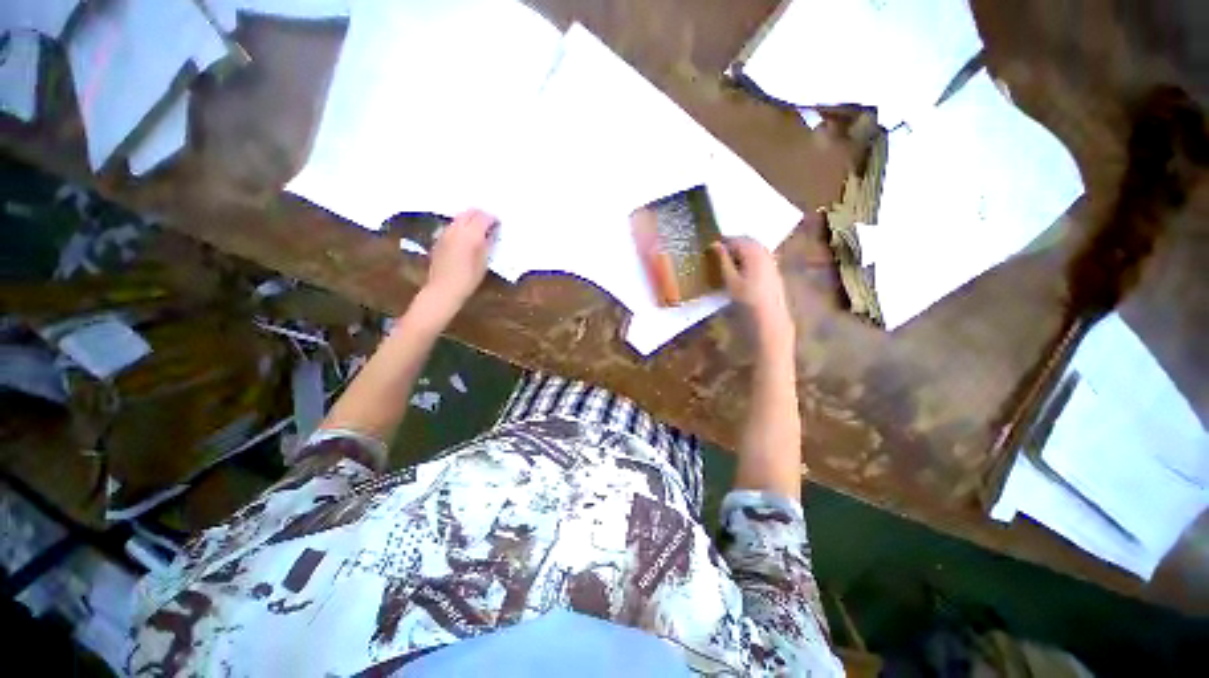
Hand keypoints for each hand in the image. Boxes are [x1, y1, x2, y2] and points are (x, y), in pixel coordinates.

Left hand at [423, 208, 497, 311]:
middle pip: (469, 212)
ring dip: (470, 219)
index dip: (492, 219)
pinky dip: (461, 226)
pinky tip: (465, 237)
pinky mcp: (439, 238)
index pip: (483, 218)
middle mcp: (457, 229)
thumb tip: (491, 233)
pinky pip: (452, 226)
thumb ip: (487, 244)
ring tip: (478, 230)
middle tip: (489, 223)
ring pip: (459, 217)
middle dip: (480, 215)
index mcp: (471, 234)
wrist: (444, 288)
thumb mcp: (484, 262)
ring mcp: (446, 232)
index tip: (499, 224)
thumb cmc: (469, 278)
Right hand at [711, 238, 793, 344]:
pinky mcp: (773, 270)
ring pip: (754, 248)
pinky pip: (760, 256)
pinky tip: (742, 269)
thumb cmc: (747, 298)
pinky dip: (749, 258)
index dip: (724, 242)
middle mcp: (765, 252)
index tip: (711, 248)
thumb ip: (723, 260)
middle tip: (719, 253)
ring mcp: (771, 260)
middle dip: (733, 244)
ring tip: (728, 262)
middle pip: (747, 241)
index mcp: (754, 252)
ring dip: (741, 251)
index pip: (737, 239)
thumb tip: (715, 244)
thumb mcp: (731, 279)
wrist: (769, 316)